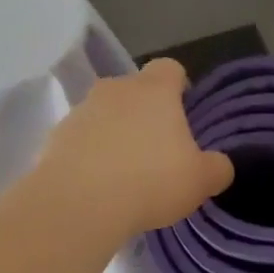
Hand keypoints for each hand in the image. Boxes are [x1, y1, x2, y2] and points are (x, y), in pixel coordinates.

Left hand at [38, 58, 233, 241]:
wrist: (78, 204)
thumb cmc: (150, 181)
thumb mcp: (200, 181)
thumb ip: (216, 168)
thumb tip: (219, 165)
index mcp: (154, 90)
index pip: (169, 69)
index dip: (178, 87)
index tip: (183, 114)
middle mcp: (115, 90)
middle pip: (133, 91)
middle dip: (144, 113)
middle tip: (156, 151)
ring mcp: (80, 111)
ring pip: (103, 115)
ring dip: (113, 135)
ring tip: (124, 174)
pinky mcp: (54, 138)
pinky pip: (79, 141)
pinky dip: (88, 156)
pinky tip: (97, 187)